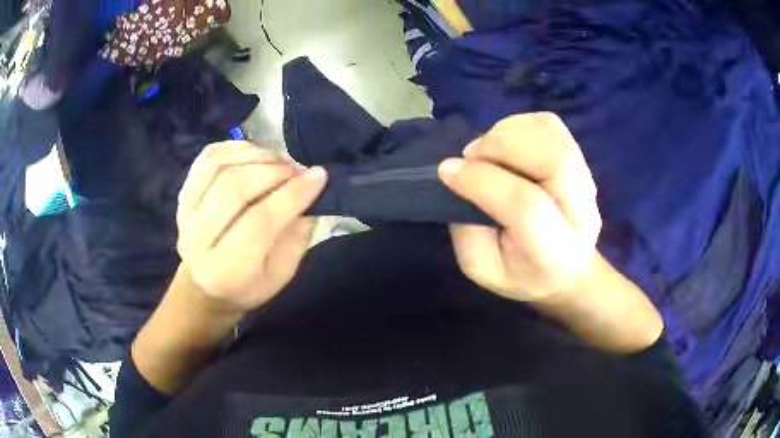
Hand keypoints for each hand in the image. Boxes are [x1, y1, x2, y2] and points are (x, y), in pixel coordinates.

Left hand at [175, 141, 326, 312]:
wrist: (203, 286)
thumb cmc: (246, 285)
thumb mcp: (280, 275)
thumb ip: (296, 237)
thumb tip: (309, 192)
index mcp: (226, 270)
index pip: (259, 223)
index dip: (291, 195)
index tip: (318, 177)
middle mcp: (198, 239)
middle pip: (235, 188)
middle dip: (275, 171)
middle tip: (299, 170)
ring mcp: (185, 212)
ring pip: (220, 165)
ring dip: (257, 155)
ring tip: (280, 162)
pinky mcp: (183, 193)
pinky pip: (209, 157)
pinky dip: (237, 148)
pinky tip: (257, 154)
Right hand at [439, 113, 601, 301]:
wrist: (569, 271)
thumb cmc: (523, 274)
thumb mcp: (484, 269)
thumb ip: (468, 231)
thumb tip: (460, 178)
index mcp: (555, 252)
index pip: (527, 206)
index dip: (482, 181)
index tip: (447, 171)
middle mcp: (581, 212)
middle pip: (553, 160)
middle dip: (502, 146)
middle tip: (471, 155)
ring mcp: (586, 181)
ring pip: (553, 135)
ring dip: (509, 132)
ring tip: (487, 150)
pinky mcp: (581, 160)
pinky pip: (551, 125)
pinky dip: (521, 124)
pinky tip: (506, 142)